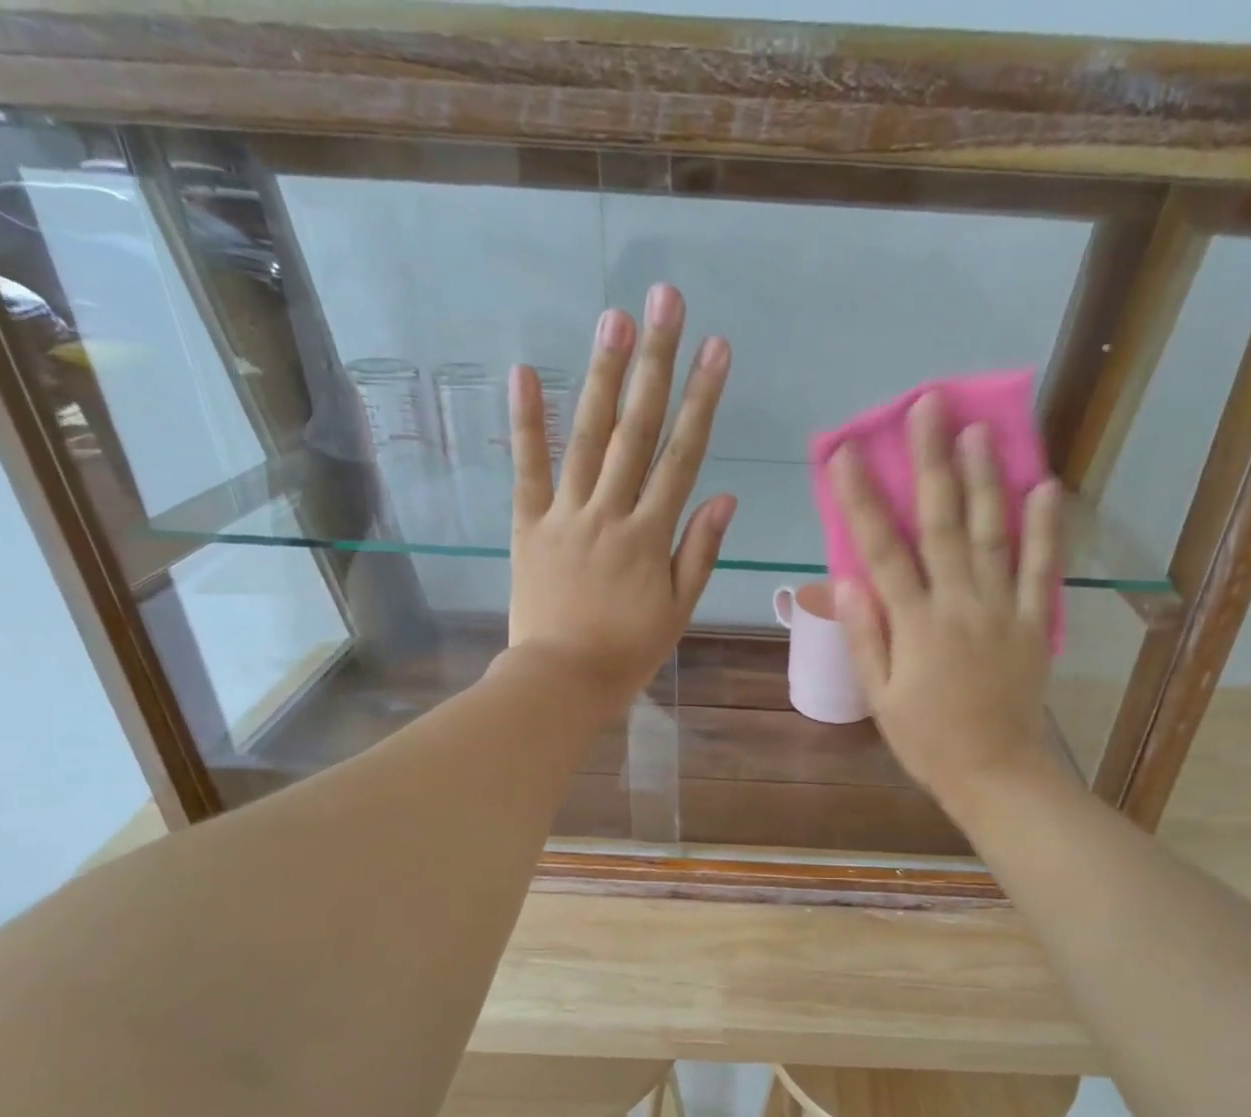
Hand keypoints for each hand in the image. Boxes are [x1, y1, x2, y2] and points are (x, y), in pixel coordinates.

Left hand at [506, 284, 734, 717]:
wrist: (562, 679)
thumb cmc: (628, 650)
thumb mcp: (678, 609)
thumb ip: (699, 551)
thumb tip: (724, 496)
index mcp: (650, 534)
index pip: (682, 455)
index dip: (701, 399)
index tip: (716, 348)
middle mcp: (609, 511)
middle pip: (637, 429)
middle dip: (654, 362)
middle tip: (664, 301)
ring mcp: (565, 514)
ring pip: (588, 437)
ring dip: (602, 375)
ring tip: (614, 318)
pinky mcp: (527, 523)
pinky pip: (527, 468)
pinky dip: (526, 422)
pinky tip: (527, 371)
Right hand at [832, 391, 1062, 807]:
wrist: (994, 772)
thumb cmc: (926, 740)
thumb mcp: (880, 696)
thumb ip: (866, 636)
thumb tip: (846, 581)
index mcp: (915, 625)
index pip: (882, 550)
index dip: (862, 498)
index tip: (846, 452)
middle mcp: (959, 605)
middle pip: (942, 524)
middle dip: (931, 462)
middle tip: (928, 406)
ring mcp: (1003, 611)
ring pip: (993, 534)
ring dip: (985, 479)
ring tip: (979, 429)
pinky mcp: (1035, 624)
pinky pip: (1043, 571)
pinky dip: (1046, 530)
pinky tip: (1045, 487)